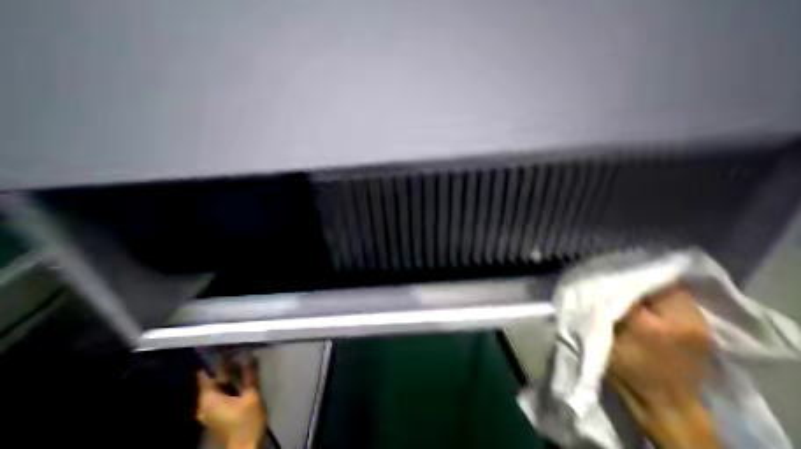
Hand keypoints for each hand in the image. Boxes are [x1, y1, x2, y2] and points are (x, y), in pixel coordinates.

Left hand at [197, 356, 266, 447]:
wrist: (245, 444)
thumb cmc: (247, 419)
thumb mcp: (252, 394)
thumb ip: (249, 374)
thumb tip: (247, 355)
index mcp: (209, 399)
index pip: (205, 375)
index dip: (214, 360)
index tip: (225, 346)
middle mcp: (203, 404)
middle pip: (210, 379)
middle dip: (223, 366)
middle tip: (238, 351)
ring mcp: (207, 410)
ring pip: (215, 386)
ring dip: (227, 374)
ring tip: (241, 360)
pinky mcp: (214, 413)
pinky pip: (218, 392)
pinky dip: (227, 383)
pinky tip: (239, 377)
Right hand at [608, 285, 720, 448]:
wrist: (664, 402)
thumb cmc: (626, 369)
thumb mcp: (605, 337)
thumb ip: (603, 307)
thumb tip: (598, 280)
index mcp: (652, 324)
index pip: (637, 284)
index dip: (621, 274)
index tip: (605, 269)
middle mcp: (684, 321)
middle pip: (662, 283)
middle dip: (639, 276)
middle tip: (617, 274)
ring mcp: (699, 326)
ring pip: (674, 290)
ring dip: (652, 285)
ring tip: (631, 283)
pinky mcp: (702, 330)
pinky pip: (682, 301)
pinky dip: (664, 295)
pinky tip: (648, 298)